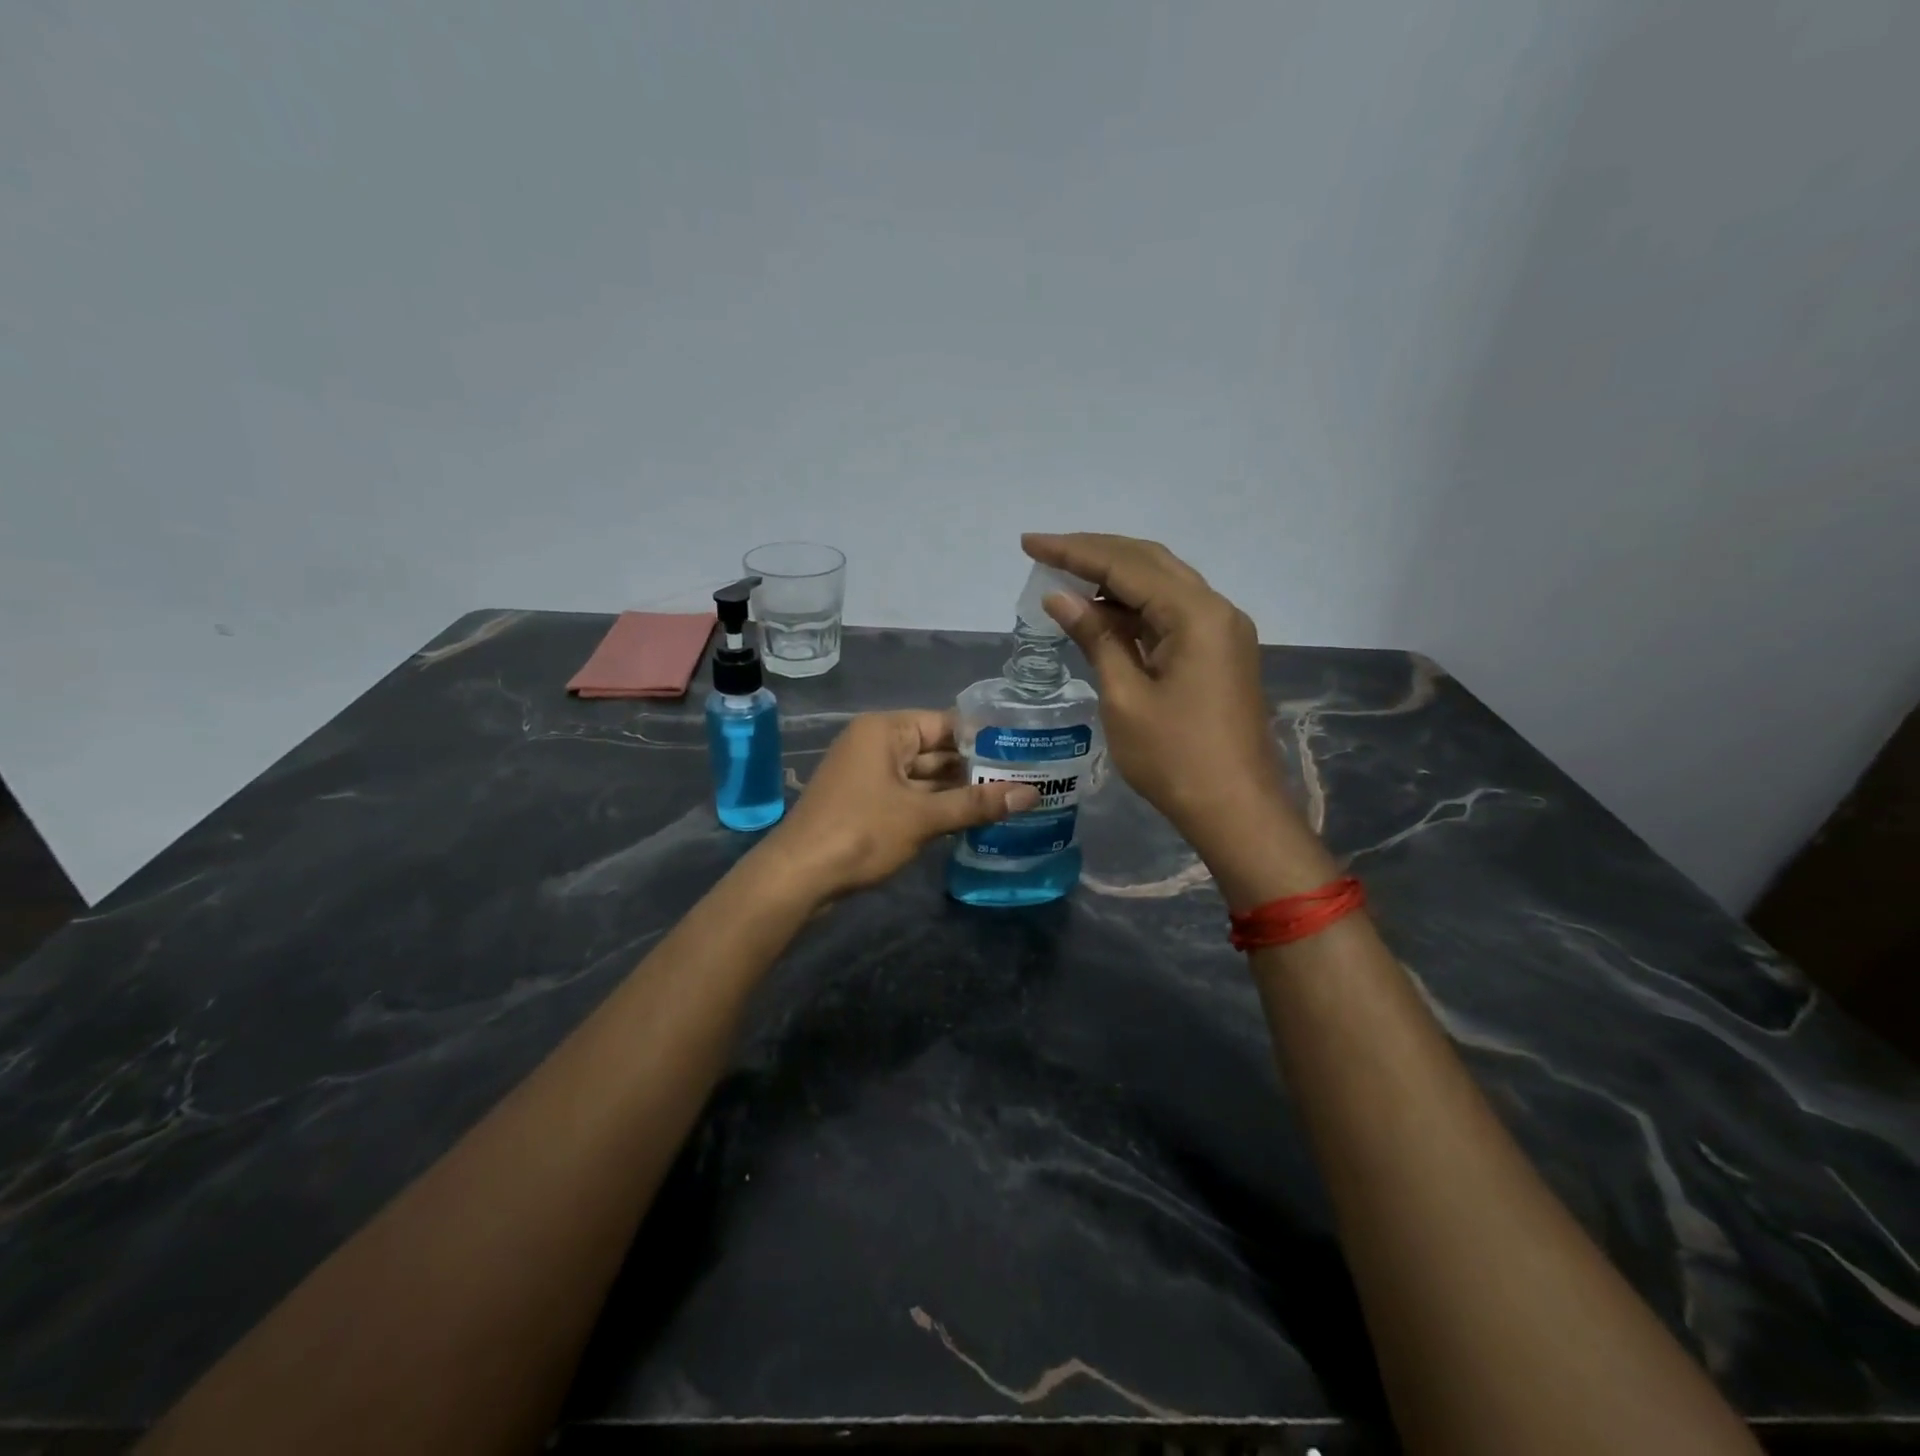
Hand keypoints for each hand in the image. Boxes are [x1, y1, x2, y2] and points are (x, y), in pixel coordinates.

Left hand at [759, 710, 1038, 901]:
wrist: (799, 876)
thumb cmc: (861, 832)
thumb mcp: (923, 817)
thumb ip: (977, 804)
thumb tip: (1032, 794)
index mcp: (886, 730)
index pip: (946, 723)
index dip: (984, 737)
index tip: (1024, 750)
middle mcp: (877, 744)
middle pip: (936, 750)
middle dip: (975, 768)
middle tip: (1026, 777)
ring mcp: (869, 775)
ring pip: (925, 777)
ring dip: (959, 790)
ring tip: (1009, 798)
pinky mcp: (866, 804)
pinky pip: (911, 796)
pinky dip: (937, 806)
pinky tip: (972, 818)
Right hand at [1021, 533, 1333, 899]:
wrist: (1235, 810)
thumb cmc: (1174, 759)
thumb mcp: (1125, 697)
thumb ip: (1096, 638)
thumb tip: (1060, 597)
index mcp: (1196, 615)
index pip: (1126, 565)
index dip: (1074, 551)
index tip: (1029, 544)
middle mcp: (1216, 610)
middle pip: (1149, 562)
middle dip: (1095, 553)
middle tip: (1045, 553)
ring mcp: (1222, 631)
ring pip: (1162, 585)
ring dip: (1114, 579)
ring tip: (1064, 580)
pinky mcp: (1219, 653)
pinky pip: (1171, 614)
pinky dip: (1134, 609)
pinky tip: (1101, 613)